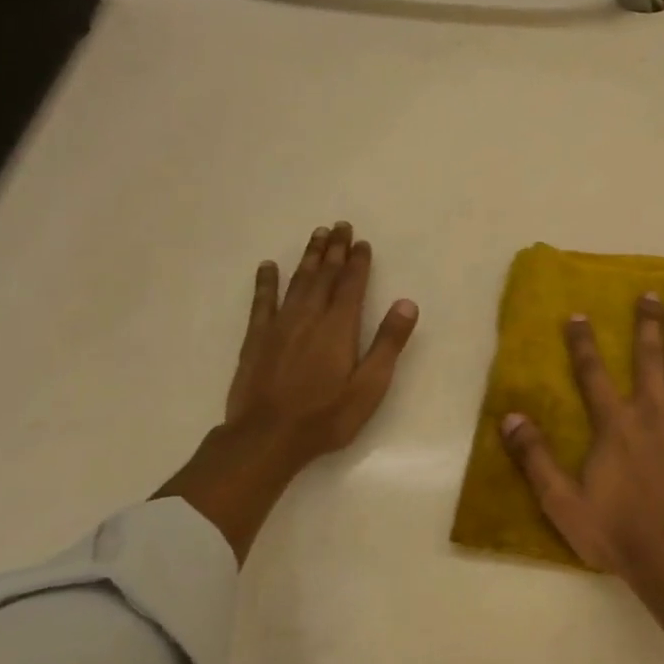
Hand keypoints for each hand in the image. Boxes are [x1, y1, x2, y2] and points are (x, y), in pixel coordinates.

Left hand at [162, 221, 418, 559]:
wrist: (266, 438)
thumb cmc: (326, 416)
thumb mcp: (369, 386)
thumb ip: (388, 343)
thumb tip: (407, 303)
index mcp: (339, 327)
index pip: (351, 284)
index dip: (358, 262)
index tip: (361, 241)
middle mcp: (309, 317)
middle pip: (324, 275)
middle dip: (333, 250)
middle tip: (339, 226)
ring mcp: (279, 326)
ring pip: (297, 281)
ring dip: (307, 257)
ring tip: (315, 235)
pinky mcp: (256, 339)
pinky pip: (262, 302)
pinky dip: (266, 282)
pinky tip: (268, 267)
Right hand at [501, 292, 663, 591]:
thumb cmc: (618, 532)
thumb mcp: (562, 502)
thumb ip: (535, 458)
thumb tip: (510, 417)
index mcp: (614, 425)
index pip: (592, 374)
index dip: (583, 343)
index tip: (579, 314)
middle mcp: (651, 412)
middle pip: (648, 358)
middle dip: (647, 324)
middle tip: (651, 294)